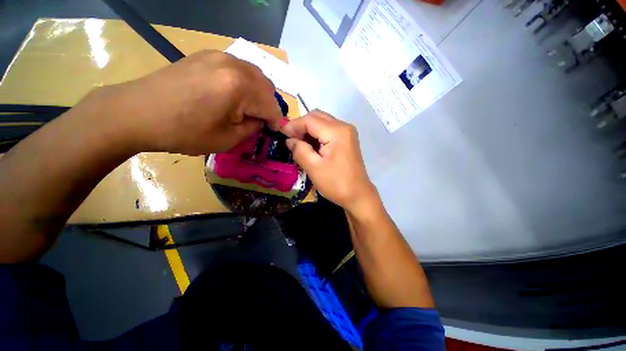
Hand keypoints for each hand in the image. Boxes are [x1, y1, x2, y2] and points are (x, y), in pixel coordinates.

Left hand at [80, 50, 282, 154]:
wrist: (137, 112)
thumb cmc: (184, 132)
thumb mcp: (227, 139)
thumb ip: (252, 128)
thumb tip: (261, 121)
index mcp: (240, 87)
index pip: (272, 106)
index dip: (275, 122)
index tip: (272, 132)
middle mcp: (234, 65)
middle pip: (267, 87)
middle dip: (268, 107)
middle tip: (260, 121)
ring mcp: (220, 56)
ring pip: (255, 75)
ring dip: (258, 94)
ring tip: (248, 108)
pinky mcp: (208, 55)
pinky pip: (239, 68)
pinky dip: (245, 83)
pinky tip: (233, 94)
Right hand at [282, 110, 374, 210]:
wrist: (358, 195)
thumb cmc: (336, 184)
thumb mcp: (314, 168)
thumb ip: (300, 150)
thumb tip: (289, 140)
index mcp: (337, 132)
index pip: (310, 120)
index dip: (293, 125)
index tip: (281, 134)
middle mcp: (344, 126)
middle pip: (317, 116)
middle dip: (301, 126)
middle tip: (290, 140)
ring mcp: (347, 132)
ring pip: (322, 122)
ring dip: (308, 130)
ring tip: (299, 144)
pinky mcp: (347, 139)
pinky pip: (328, 130)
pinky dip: (316, 135)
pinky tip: (311, 146)